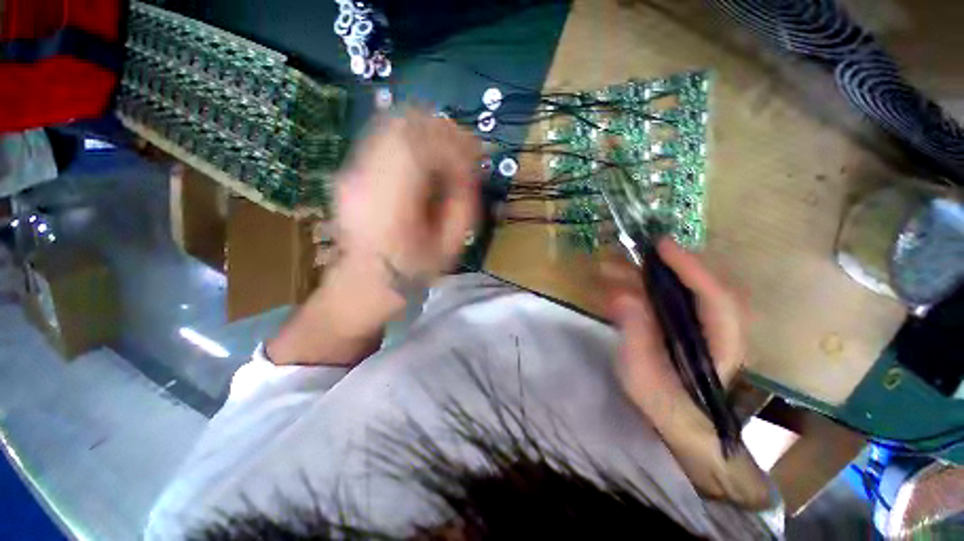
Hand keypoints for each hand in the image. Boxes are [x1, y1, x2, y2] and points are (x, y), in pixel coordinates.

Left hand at [335, 110, 481, 296]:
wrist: (364, 282)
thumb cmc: (411, 270)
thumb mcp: (449, 246)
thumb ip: (464, 205)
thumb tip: (468, 173)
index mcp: (392, 201)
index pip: (423, 147)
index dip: (455, 147)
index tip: (473, 161)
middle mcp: (366, 177)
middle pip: (404, 125)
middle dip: (442, 131)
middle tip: (464, 148)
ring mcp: (352, 171)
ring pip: (391, 126)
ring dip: (425, 132)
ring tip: (446, 152)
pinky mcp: (350, 172)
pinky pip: (383, 140)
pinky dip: (409, 141)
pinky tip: (424, 159)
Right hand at [602, 240, 771, 508]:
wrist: (676, 423)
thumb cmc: (662, 404)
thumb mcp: (642, 375)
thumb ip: (635, 335)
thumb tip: (622, 296)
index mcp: (719, 344)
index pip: (713, 297)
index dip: (690, 267)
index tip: (661, 245)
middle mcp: (715, 327)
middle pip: (697, 285)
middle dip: (662, 265)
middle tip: (628, 251)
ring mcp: (698, 324)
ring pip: (678, 289)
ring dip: (643, 275)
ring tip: (608, 267)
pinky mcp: (681, 324)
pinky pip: (664, 298)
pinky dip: (639, 287)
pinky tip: (614, 286)